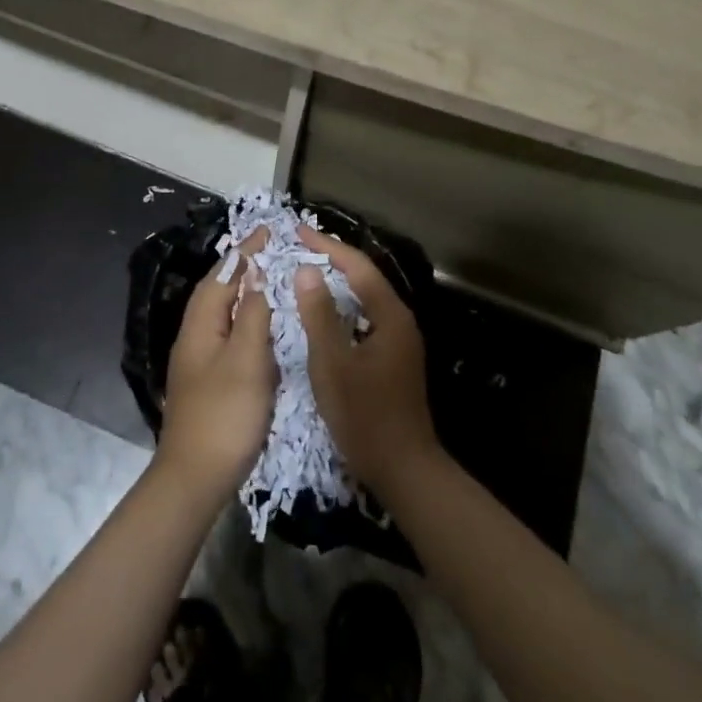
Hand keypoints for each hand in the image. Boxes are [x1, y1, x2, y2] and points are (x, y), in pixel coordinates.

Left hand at [156, 247, 276, 505]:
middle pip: (215, 290)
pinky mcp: (205, 381)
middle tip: (267, 249)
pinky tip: (258, 328)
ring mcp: (197, 360)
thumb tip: (256, 276)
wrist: (194, 478)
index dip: (244, 252)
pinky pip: (225, 333)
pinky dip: (242, 318)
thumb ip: (253, 315)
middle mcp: (194, 335)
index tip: (266, 229)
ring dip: (240, 291)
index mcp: (201, 325)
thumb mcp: (247, 360)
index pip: (223, 275)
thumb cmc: (224, 414)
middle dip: (239, 266)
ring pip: (219, 312)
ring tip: (265, 278)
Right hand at [295, 227, 440, 496]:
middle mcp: (400, 320)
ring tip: (308, 272)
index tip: (298, 232)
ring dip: (338, 282)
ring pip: (366, 298)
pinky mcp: (394, 358)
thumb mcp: (333, 364)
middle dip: (333, 259)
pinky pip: (366, 317)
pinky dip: (344, 306)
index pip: (357, 266)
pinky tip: (325, 314)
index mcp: (390, 316)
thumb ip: (319, 315)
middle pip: (365, 278)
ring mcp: (400, 340)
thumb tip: (306, 270)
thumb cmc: (365, 416)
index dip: (327, 247)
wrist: (404, 470)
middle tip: (300, 248)